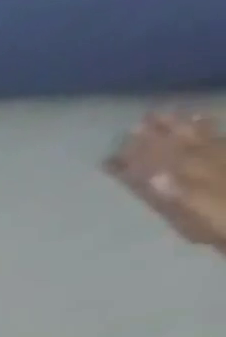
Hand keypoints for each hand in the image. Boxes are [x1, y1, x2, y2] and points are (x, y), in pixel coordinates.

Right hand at [107, 112, 225, 250]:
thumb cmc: (225, 222)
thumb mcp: (199, 215)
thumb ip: (179, 195)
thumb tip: (154, 178)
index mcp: (193, 176)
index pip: (163, 160)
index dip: (142, 151)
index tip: (122, 140)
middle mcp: (208, 162)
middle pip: (181, 145)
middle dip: (160, 133)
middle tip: (141, 120)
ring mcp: (222, 159)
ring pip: (201, 138)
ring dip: (184, 127)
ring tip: (172, 114)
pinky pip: (221, 140)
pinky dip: (211, 129)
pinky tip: (205, 121)